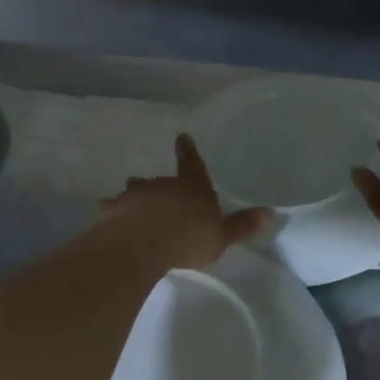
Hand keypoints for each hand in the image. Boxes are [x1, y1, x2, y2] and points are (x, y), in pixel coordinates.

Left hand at [101, 133, 270, 270]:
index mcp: (192, 188)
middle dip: (161, 185)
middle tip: (158, 189)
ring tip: (135, 200)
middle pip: (162, 180)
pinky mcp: (113, 210)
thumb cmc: (190, 237)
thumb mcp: (222, 236)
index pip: (192, 164)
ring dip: (137, 194)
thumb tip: (271, 213)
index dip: (188, 151)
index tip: (182, 137)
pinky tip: (108, 214)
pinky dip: (112, 210)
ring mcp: (135, 195)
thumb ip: (242, 225)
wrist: (146, 243)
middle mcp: (163, 185)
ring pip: (136, 190)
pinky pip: (112, 207)